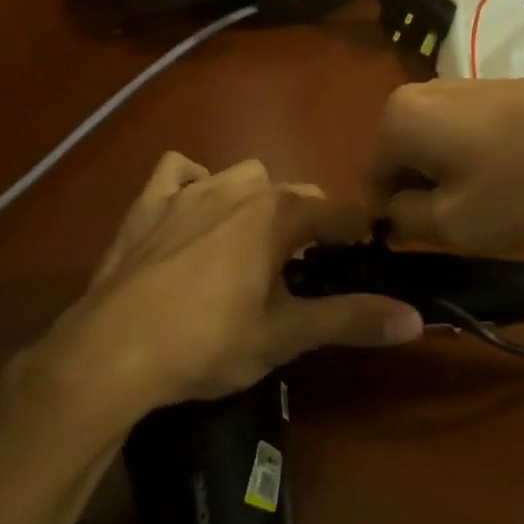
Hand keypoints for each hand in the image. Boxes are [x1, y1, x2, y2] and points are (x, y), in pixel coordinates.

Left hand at [25, 154, 424, 422]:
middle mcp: (240, 187)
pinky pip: (179, 172)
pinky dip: (193, 183)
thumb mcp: (285, 335)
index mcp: (279, 213)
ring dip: (257, 201)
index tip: (367, 256)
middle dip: (310, 221)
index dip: (360, 232)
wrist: (110, 351)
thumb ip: (351, 319)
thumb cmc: (207, 342)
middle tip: (307, 269)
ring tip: (251, 245)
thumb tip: (414, 319)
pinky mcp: (149, 203)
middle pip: (295, 193)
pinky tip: (192, 213)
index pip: (341, 211)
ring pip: (243, 176)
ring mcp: (189, 190)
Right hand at [370, 77, 523, 252]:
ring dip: (452, 182)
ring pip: (433, 152)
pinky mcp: (489, 89)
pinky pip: (461, 135)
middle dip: (425, 198)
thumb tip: (387, 215)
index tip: (433, 244)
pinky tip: (513, 178)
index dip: (395, 223)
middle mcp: (415, 93)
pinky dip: (476, 163)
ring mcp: (455, 86)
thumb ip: (403, 222)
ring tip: (496, 202)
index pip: (371, 185)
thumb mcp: (455, 222)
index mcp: (395, 119)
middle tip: (469, 224)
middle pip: (401, 164)